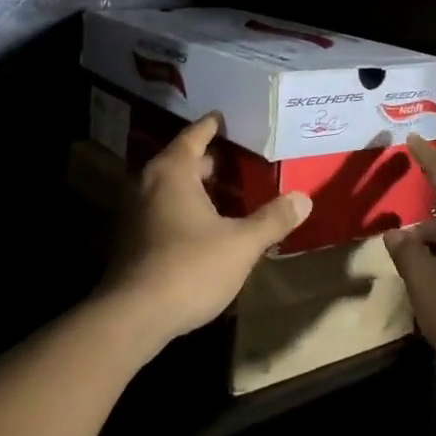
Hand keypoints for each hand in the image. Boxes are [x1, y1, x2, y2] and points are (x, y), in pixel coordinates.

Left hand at [102, 114, 311, 346]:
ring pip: (171, 188)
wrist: (132, 317)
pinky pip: (163, 210)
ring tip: (228, 192)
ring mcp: (136, 213)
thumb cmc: (189, 268)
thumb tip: (304, 198)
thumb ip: (272, 219)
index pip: (194, 135)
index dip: (212, 125)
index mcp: (173, 172)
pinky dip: (184, 209)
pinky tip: (206, 226)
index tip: (227, 117)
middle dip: (209, 159)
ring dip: (196, 187)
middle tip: (239, 158)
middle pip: (181, 160)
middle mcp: (149, 184)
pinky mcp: (132, 240)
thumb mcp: (241, 244)